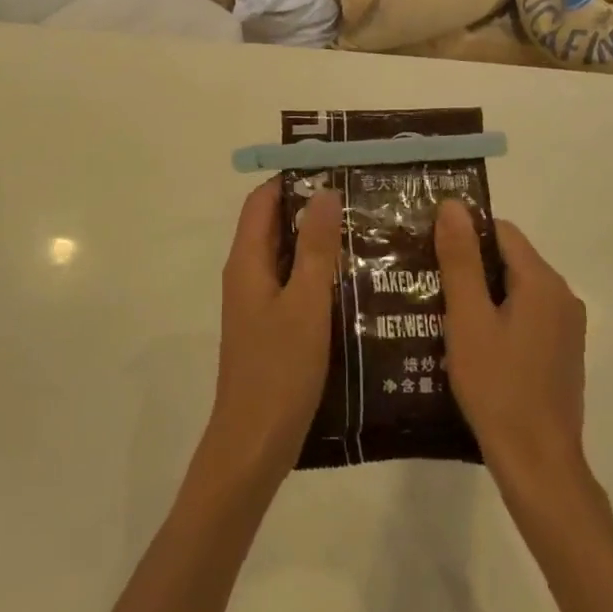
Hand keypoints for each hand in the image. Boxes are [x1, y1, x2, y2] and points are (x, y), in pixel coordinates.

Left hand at [203, 178, 342, 484]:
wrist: (254, 443)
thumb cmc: (280, 370)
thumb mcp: (305, 303)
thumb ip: (314, 248)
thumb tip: (323, 192)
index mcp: (247, 261)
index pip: (262, 201)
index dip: (293, 179)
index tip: (334, 169)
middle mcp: (246, 275)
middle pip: (274, 225)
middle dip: (311, 208)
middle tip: (360, 199)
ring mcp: (256, 303)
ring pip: (286, 256)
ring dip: (317, 241)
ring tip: (366, 232)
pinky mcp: (269, 327)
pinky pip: (292, 285)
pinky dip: (316, 273)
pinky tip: (354, 281)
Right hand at [436, 200, 589, 490]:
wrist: (538, 464)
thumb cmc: (497, 386)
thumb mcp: (468, 319)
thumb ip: (460, 260)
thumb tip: (453, 205)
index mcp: (543, 282)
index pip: (501, 231)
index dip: (463, 233)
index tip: (427, 248)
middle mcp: (562, 297)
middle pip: (509, 259)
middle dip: (468, 264)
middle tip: (425, 279)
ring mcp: (565, 328)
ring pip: (515, 289)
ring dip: (480, 293)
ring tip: (437, 308)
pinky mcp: (561, 353)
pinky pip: (524, 316)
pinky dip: (496, 316)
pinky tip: (467, 340)